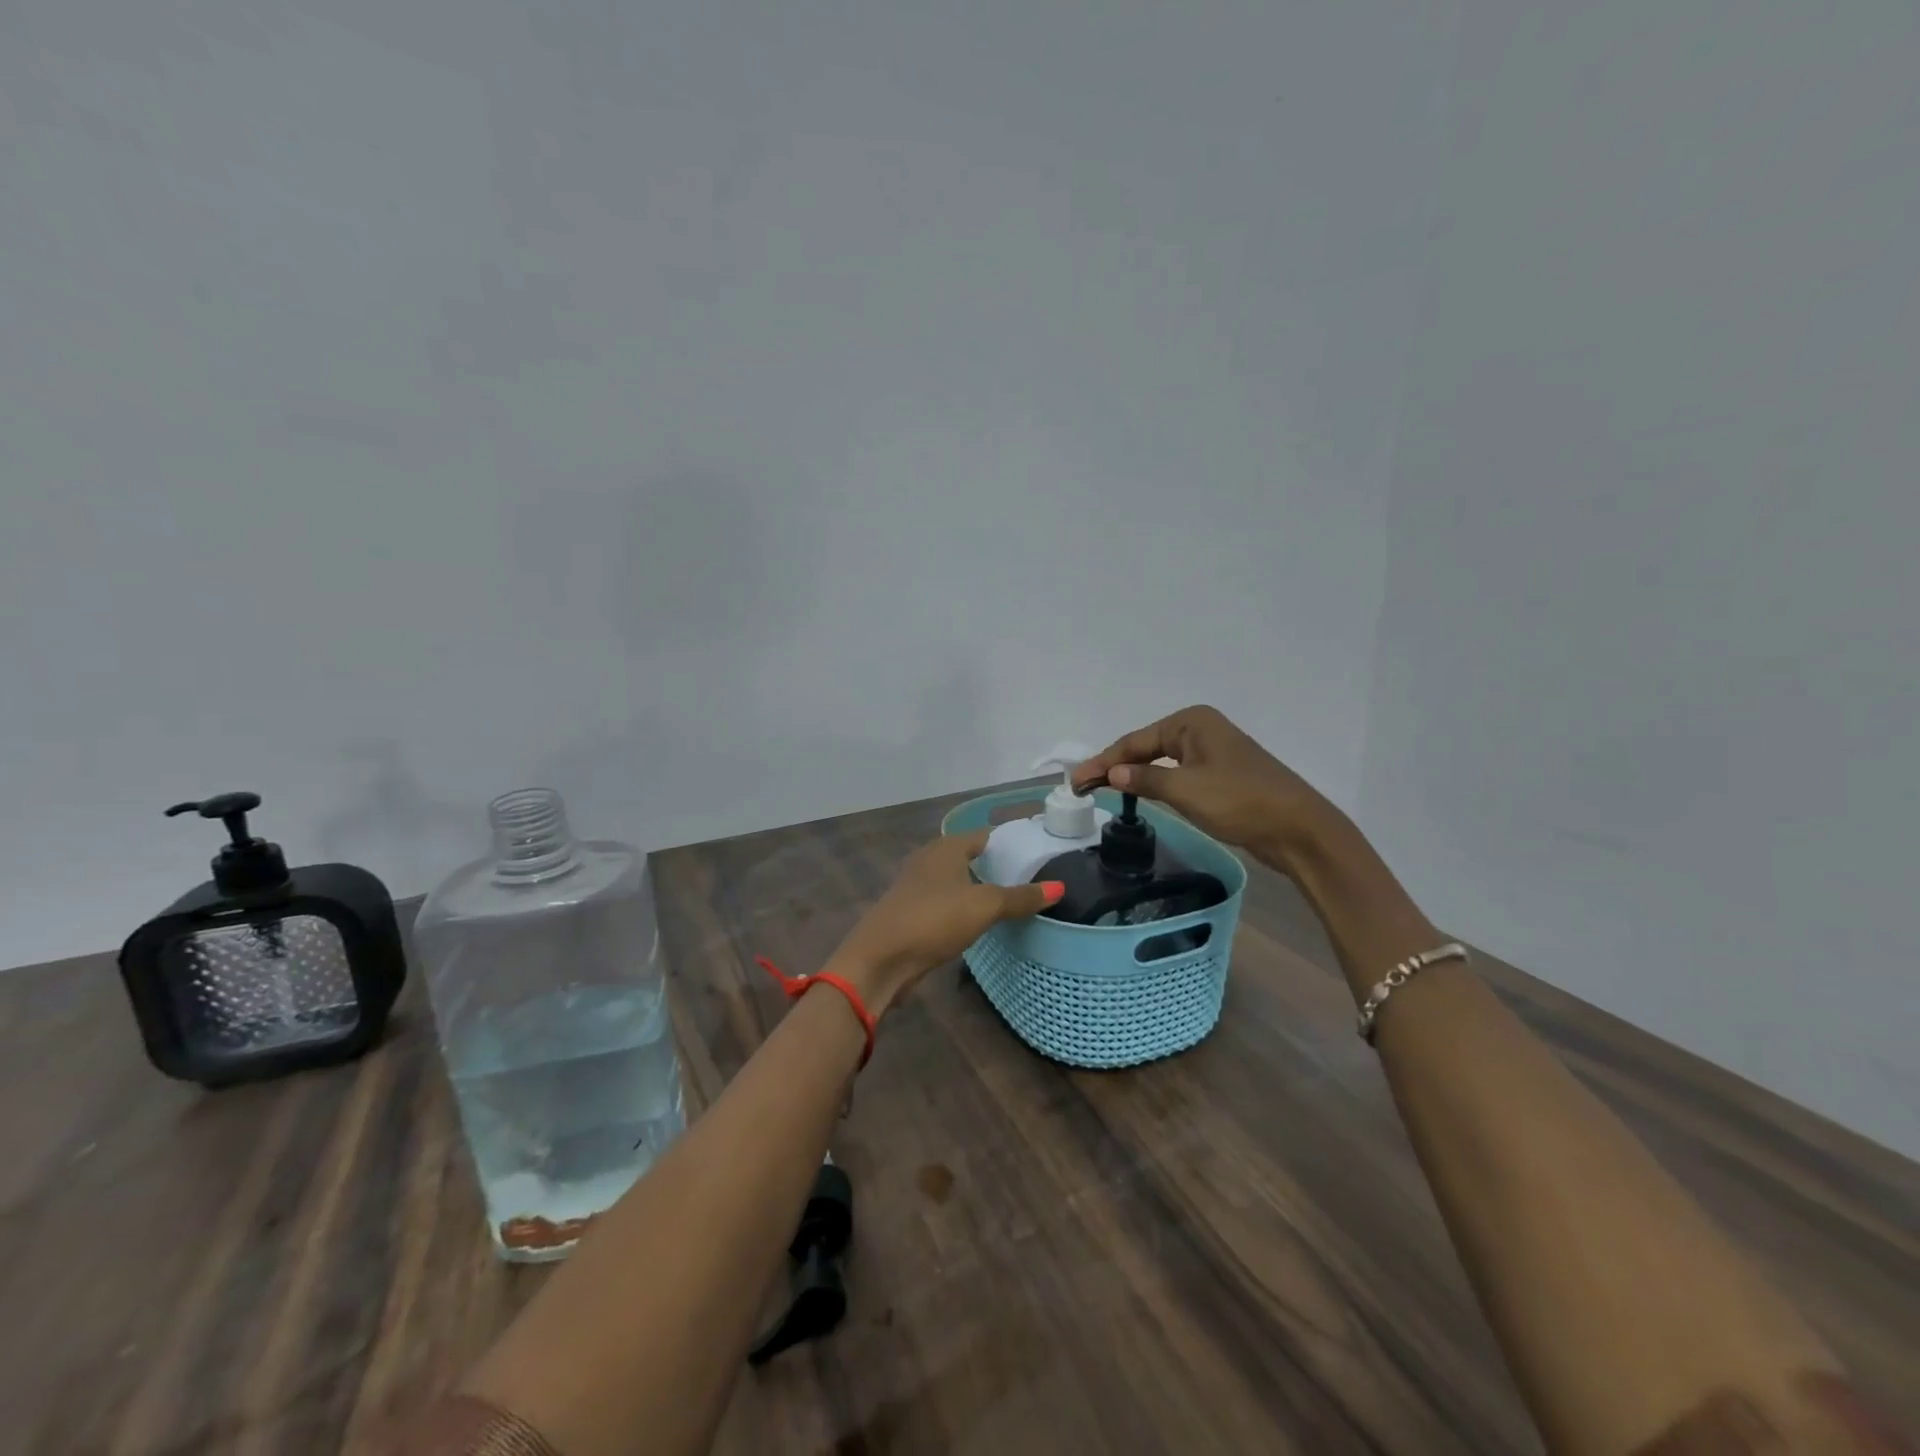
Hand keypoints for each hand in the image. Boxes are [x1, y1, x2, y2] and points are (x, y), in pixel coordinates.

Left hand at [828, 828, 1060, 1014]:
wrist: (880, 959)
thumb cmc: (934, 919)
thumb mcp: (984, 907)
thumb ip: (1020, 897)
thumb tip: (1060, 887)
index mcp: (945, 848)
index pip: (982, 835)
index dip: (1008, 841)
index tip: (1034, 852)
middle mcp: (928, 860)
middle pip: (966, 856)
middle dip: (993, 864)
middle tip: (1028, 877)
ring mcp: (915, 887)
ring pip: (954, 880)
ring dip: (975, 887)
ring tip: (1007, 899)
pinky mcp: (910, 913)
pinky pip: (944, 902)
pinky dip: (961, 906)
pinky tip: (975, 921)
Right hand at [1073, 705, 1337, 867]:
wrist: (1298, 829)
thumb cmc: (1240, 801)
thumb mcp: (1185, 790)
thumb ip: (1144, 779)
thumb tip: (1111, 774)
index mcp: (1191, 722)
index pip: (1135, 741)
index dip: (1102, 762)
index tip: (1075, 782)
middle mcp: (1200, 730)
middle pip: (1145, 748)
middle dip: (1114, 767)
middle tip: (1082, 787)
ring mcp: (1212, 752)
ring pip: (1161, 762)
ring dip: (1133, 776)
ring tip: (1101, 790)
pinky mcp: (1220, 775)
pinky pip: (1176, 775)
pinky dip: (1155, 784)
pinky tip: (1139, 794)